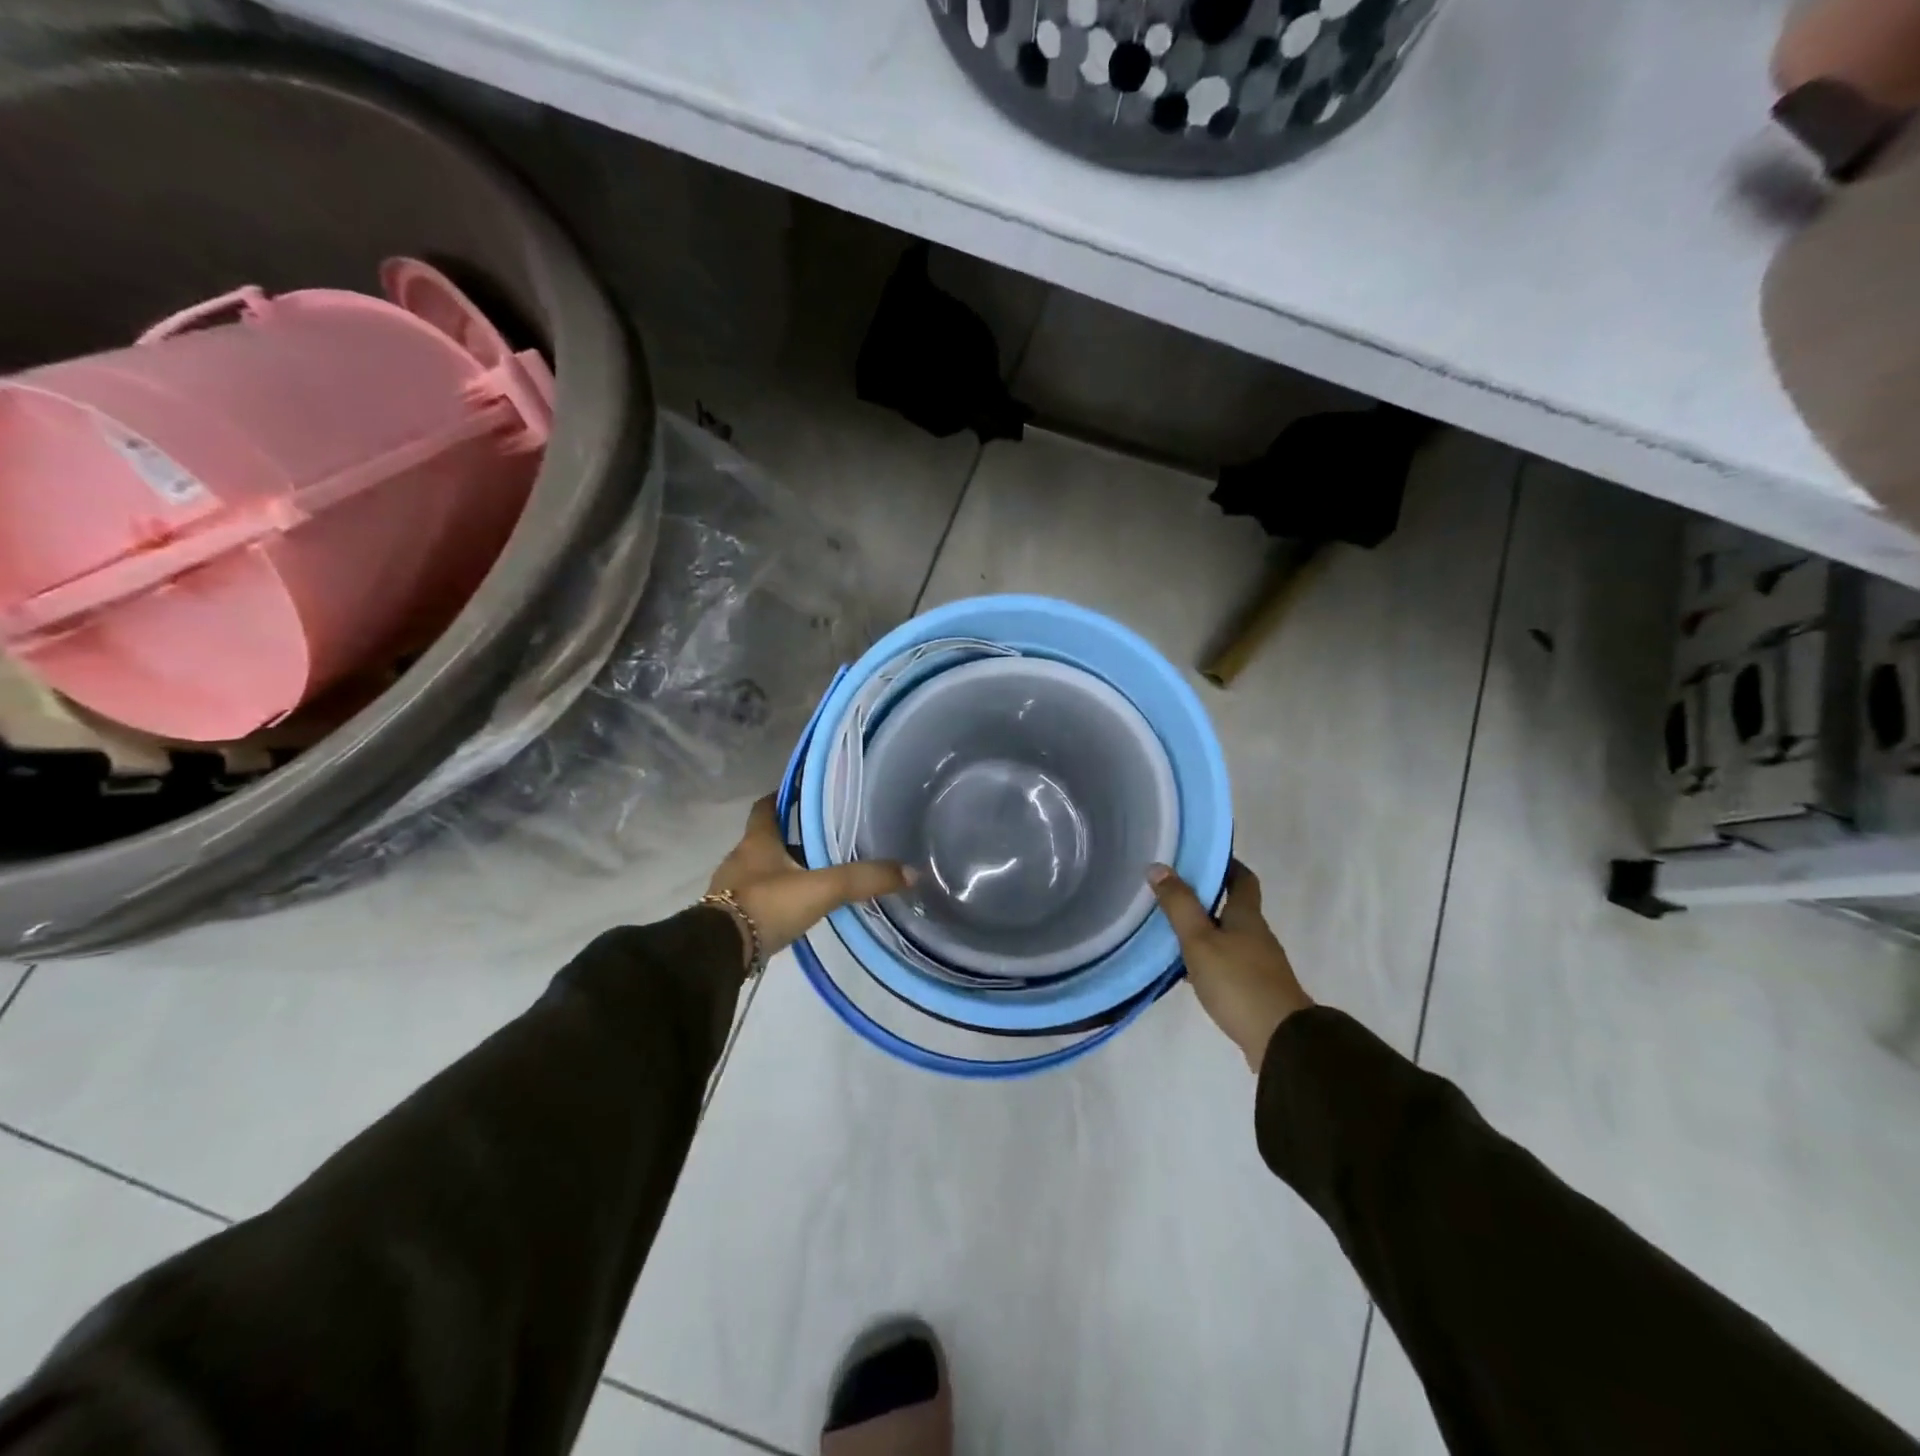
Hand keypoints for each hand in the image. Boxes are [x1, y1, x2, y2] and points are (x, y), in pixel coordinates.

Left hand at [707, 796, 910, 963]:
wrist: (718, 953)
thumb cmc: (767, 905)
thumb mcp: (821, 889)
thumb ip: (863, 879)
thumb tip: (911, 872)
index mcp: (757, 841)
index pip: (765, 807)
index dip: (783, 798)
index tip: (804, 795)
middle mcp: (740, 858)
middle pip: (765, 839)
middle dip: (791, 838)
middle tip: (824, 839)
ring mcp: (730, 889)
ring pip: (761, 870)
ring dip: (783, 870)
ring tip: (815, 875)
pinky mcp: (728, 917)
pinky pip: (756, 898)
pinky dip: (775, 897)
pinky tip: (795, 908)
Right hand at [1149, 860, 1311, 1071]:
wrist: (1281, 1040)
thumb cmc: (1238, 981)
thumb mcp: (1199, 940)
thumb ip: (1179, 905)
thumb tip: (1158, 866)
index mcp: (1247, 916)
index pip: (1243, 879)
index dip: (1226, 865)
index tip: (1202, 857)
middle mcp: (1257, 935)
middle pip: (1234, 908)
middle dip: (1208, 899)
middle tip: (1173, 893)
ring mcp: (1260, 965)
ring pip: (1230, 937)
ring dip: (1206, 931)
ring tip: (1172, 931)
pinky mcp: (1257, 990)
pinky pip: (1230, 964)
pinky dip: (1210, 960)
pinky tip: (1189, 971)